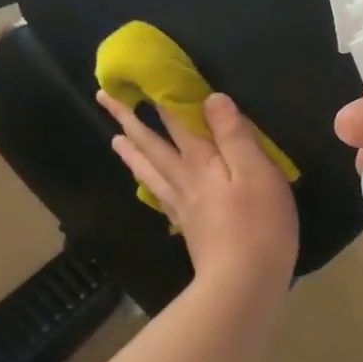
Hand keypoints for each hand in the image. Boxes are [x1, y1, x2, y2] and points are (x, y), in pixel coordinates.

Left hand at [97, 90, 299, 298]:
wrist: (243, 283)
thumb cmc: (259, 224)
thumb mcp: (256, 171)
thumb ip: (233, 134)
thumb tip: (212, 97)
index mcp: (201, 162)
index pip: (176, 121)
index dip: (160, 97)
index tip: (136, 78)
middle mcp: (185, 179)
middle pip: (152, 144)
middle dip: (129, 119)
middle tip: (104, 100)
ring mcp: (183, 205)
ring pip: (150, 170)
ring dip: (132, 151)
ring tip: (114, 139)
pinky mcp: (188, 227)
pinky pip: (160, 196)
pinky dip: (148, 183)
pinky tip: (148, 185)